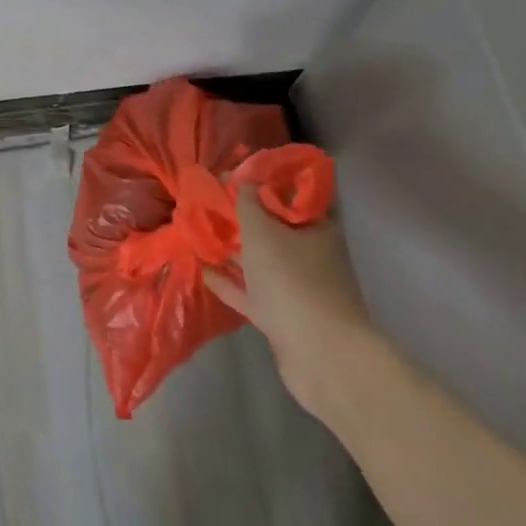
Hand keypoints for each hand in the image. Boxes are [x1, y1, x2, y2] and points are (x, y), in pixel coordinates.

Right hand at [205, 187, 379, 421]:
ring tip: (204, 230)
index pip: (300, 191)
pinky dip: (231, 281)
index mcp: (319, 227)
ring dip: (236, 247)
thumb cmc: (293, 281)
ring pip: (262, 259)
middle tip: (215, 198)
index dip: (274, 177)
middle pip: (277, 225)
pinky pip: (252, 291)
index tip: (244, 169)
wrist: (321, 356)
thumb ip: (247, 202)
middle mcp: (312, 253)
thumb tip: (238, 178)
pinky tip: (205, 270)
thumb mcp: (263, 231)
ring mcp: (298, 287)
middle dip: (247, 212)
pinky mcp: (283, 316)